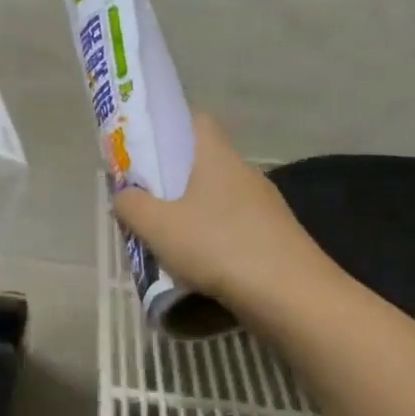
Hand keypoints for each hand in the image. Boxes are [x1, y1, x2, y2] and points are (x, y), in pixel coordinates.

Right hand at [112, 114, 338, 310]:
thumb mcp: (158, 226)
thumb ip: (132, 205)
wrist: (290, 294)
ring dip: (195, 213)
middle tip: (147, 200)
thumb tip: (123, 194)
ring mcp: (266, 206)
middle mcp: (245, 173)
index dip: (172, 127)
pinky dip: (215, 239)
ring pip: (220, 199)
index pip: (198, 121)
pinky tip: (200, 265)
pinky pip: (236, 227)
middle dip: (175, 179)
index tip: (147, 148)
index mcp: (218, 157)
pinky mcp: (276, 237)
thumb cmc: (218, 246)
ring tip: (168, 240)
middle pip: (205, 164)